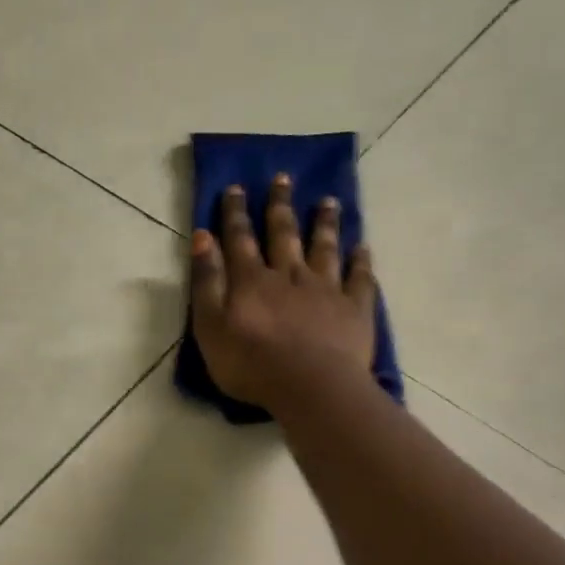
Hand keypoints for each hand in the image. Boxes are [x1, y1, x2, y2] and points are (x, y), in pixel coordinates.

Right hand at [190, 174, 376, 407]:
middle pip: (284, 233)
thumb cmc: (250, 363)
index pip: (240, 238)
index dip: (235, 213)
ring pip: (324, 248)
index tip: (236, 187)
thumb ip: (206, 281)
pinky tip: (363, 247)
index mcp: (252, 280)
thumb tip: (202, 237)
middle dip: (280, 205)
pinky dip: (361, 261)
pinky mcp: (354, 309)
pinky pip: (360, 278)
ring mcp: (325, 289)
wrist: (310, 387)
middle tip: (283, 178)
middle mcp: (289, 274)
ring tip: (328, 201)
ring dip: (325, 223)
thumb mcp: (210, 326)